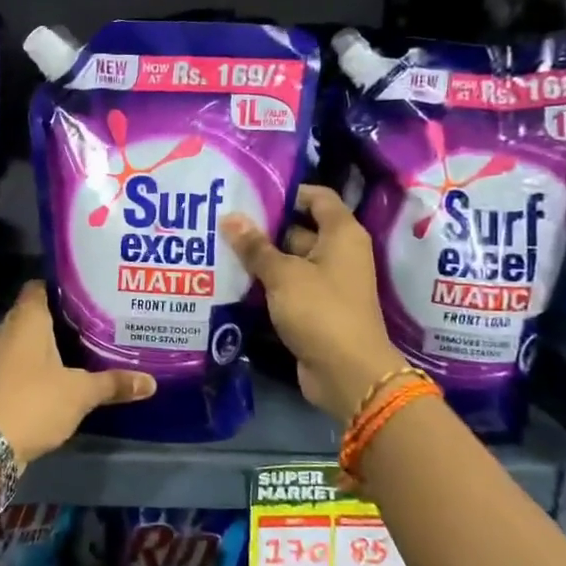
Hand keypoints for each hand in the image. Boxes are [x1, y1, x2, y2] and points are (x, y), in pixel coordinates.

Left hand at [0, 281, 155, 465]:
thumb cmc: (35, 402)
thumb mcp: (80, 393)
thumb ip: (113, 384)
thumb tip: (151, 382)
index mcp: (26, 319)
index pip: (39, 287)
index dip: (60, 287)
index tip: (85, 292)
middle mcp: (4, 329)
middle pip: (31, 314)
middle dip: (57, 318)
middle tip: (89, 322)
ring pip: (21, 340)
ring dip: (43, 345)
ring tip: (76, 349)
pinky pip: (13, 362)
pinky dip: (31, 366)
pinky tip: (54, 377)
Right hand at [223, 185, 406, 422]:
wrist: (347, 373)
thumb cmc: (321, 311)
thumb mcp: (283, 275)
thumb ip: (255, 247)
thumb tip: (229, 217)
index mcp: (341, 234)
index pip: (317, 197)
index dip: (287, 192)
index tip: (251, 193)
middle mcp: (338, 254)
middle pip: (298, 229)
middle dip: (263, 228)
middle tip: (222, 222)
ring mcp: (326, 283)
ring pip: (289, 262)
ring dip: (260, 259)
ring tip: (218, 248)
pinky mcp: (314, 309)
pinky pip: (287, 288)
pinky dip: (265, 285)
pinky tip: (231, 281)